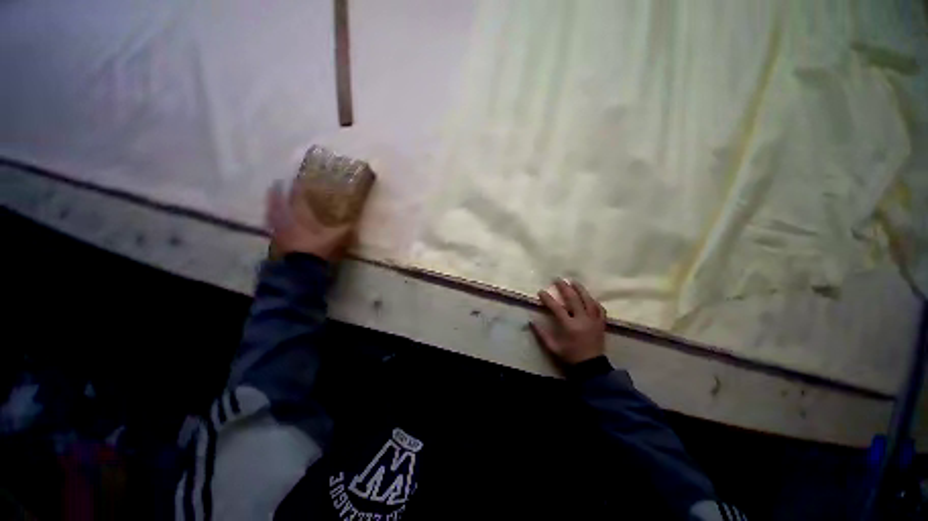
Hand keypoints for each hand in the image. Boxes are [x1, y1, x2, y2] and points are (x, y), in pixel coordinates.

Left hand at [265, 179, 353, 261]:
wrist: (301, 268)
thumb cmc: (317, 248)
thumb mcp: (336, 239)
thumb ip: (345, 230)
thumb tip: (354, 225)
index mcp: (300, 215)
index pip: (297, 197)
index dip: (297, 188)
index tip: (297, 180)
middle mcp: (286, 219)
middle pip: (278, 202)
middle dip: (277, 192)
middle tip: (277, 183)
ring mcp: (278, 230)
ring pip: (271, 212)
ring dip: (271, 204)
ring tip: (272, 199)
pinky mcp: (275, 240)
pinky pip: (271, 225)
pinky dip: (271, 220)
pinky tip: (274, 220)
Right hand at [530, 280, 606, 365]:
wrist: (592, 367)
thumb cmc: (570, 356)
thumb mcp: (553, 348)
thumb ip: (541, 334)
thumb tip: (531, 321)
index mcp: (569, 326)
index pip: (556, 308)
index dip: (548, 299)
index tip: (541, 291)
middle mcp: (582, 320)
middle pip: (573, 299)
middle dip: (564, 287)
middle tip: (557, 279)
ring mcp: (593, 320)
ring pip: (588, 300)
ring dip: (580, 289)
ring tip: (573, 281)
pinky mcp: (601, 323)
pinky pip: (599, 308)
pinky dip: (593, 301)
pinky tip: (589, 297)